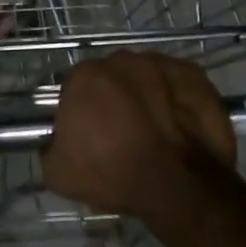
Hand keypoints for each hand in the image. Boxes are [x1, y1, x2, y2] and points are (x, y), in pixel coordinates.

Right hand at [42, 52, 237, 223]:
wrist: (179, 186)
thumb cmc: (114, 174)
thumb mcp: (58, 173)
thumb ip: (50, 147)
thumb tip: (56, 142)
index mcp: (85, 77)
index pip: (75, 87)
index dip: (80, 110)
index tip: (88, 133)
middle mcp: (121, 60)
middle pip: (111, 77)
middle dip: (113, 98)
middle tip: (121, 131)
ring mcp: (162, 64)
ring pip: (145, 77)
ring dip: (145, 95)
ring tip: (155, 130)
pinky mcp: (194, 75)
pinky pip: (177, 84)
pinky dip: (176, 99)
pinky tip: (179, 125)